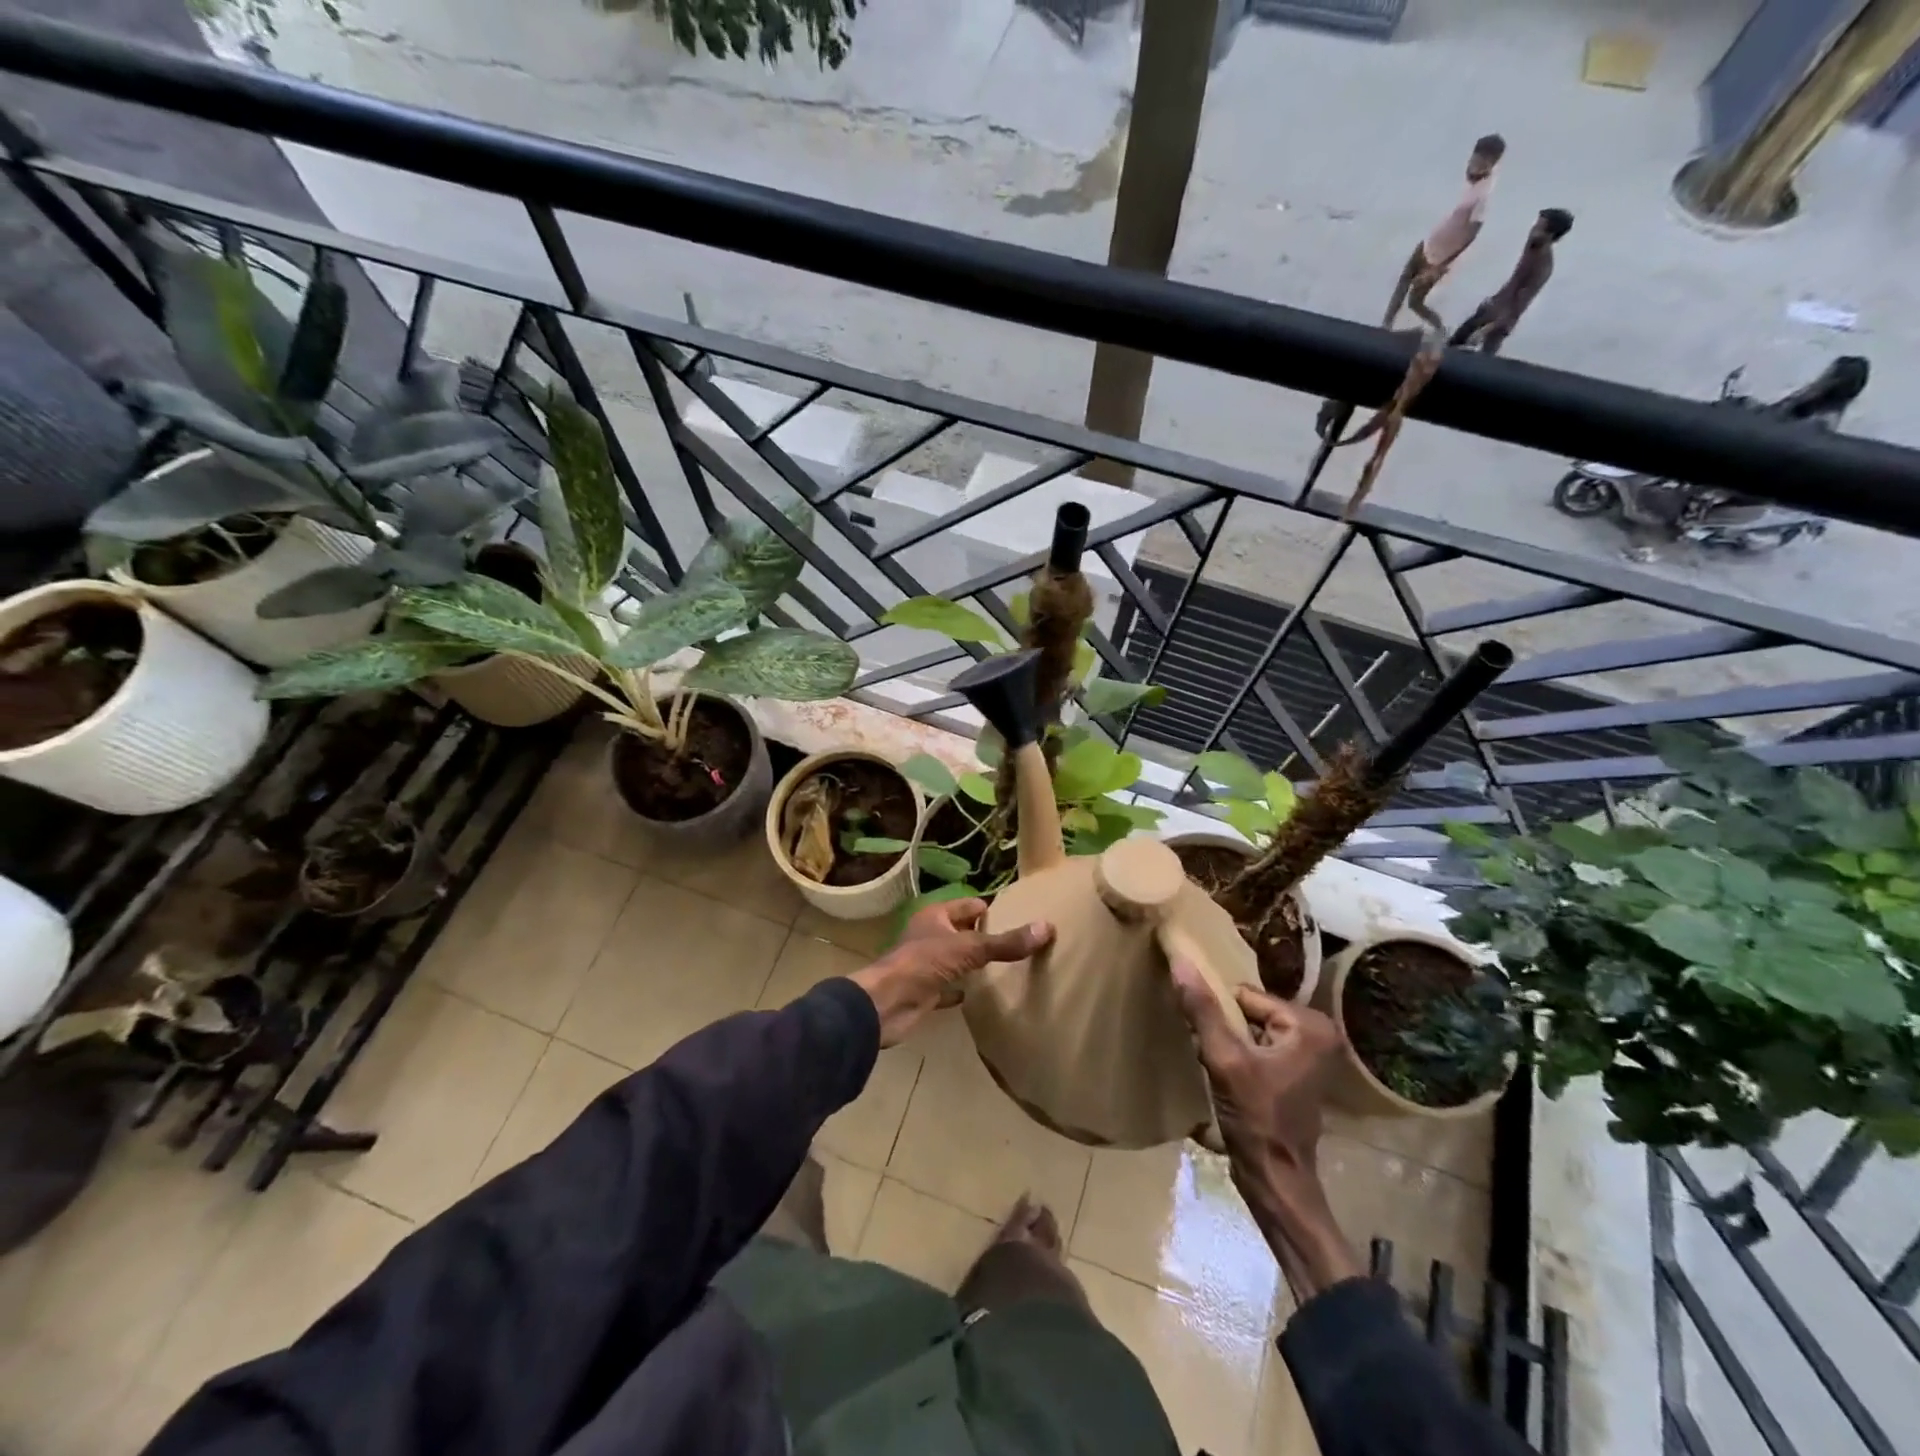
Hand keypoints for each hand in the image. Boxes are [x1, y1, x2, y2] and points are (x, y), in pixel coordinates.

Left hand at [851, 899, 1051, 1047]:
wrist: (886, 1005)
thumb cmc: (924, 964)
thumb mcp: (969, 949)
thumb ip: (1006, 943)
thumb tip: (1046, 927)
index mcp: (936, 916)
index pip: (970, 905)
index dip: (992, 910)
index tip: (1020, 919)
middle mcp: (930, 935)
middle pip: (963, 931)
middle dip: (986, 937)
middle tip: (1019, 945)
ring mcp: (926, 964)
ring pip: (956, 959)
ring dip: (974, 964)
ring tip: (1007, 969)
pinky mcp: (925, 991)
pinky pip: (949, 987)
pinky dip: (963, 990)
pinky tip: (981, 995)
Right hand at [1171, 961, 1339, 1198]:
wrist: (1276, 1180)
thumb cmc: (1256, 1118)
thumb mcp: (1223, 1060)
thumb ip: (1202, 1009)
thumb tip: (1180, 960)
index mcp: (1309, 1023)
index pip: (1244, 995)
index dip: (1220, 1016)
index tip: (1210, 1043)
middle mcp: (1317, 1032)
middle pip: (1248, 1010)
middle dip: (1225, 1030)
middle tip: (1215, 1059)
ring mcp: (1309, 1054)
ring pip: (1249, 1028)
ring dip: (1229, 1044)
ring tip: (1220, 1070)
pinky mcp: (1297, 1072)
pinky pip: (1257, 1046)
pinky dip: (1238, 1057)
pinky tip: (1229, 1080)